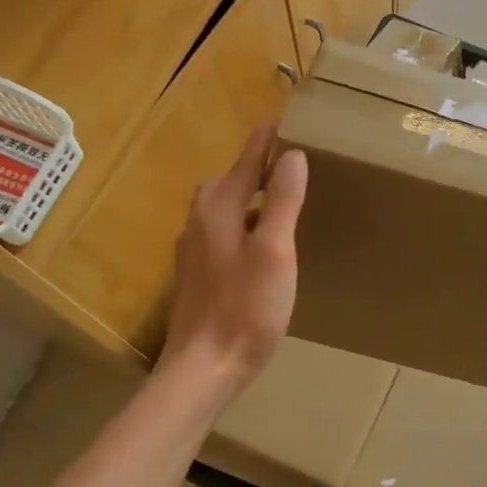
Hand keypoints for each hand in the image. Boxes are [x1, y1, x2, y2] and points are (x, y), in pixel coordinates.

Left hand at [160, 126, 307, 396]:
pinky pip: (224, 230)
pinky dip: (245, 221)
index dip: (266, 140)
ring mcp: (194, 248)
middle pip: (231, 180)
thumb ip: (283, 200)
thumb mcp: (275, 251)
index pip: (246, 160)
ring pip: (226, 207)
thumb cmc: (245, 307)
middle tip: (290, 160)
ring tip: (282, 197)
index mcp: (219, 207)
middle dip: (257, 166)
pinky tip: (263, 242)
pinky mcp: (197, 272)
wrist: (203, 368)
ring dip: (251, 195)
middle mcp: (200, 219)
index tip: (282, 118)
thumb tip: (292, 154)